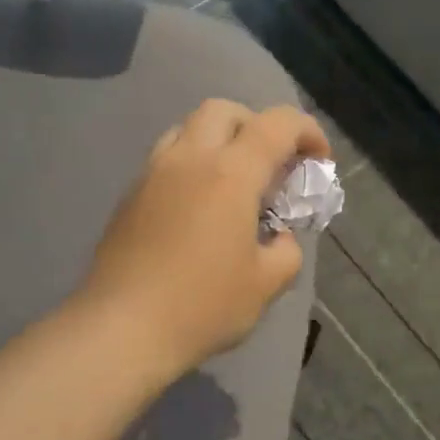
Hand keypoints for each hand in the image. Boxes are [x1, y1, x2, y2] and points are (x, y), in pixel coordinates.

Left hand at [81, 99, 329, 376]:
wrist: (122, 329)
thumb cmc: (202, 306)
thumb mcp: (266, 284)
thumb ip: (286, 250)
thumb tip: (278, 237)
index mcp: (230, 174)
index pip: (277, 124)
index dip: (307, 131)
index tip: (318, 160)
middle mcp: (188, 159)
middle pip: (224, 110)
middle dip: (256, 125)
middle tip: (270, 165)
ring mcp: (152, 175)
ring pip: (187, 129)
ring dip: (218, 141)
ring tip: (232, 184)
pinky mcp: (129, 197)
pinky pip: (166, 160)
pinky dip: (191, 167)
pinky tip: (198, 210)